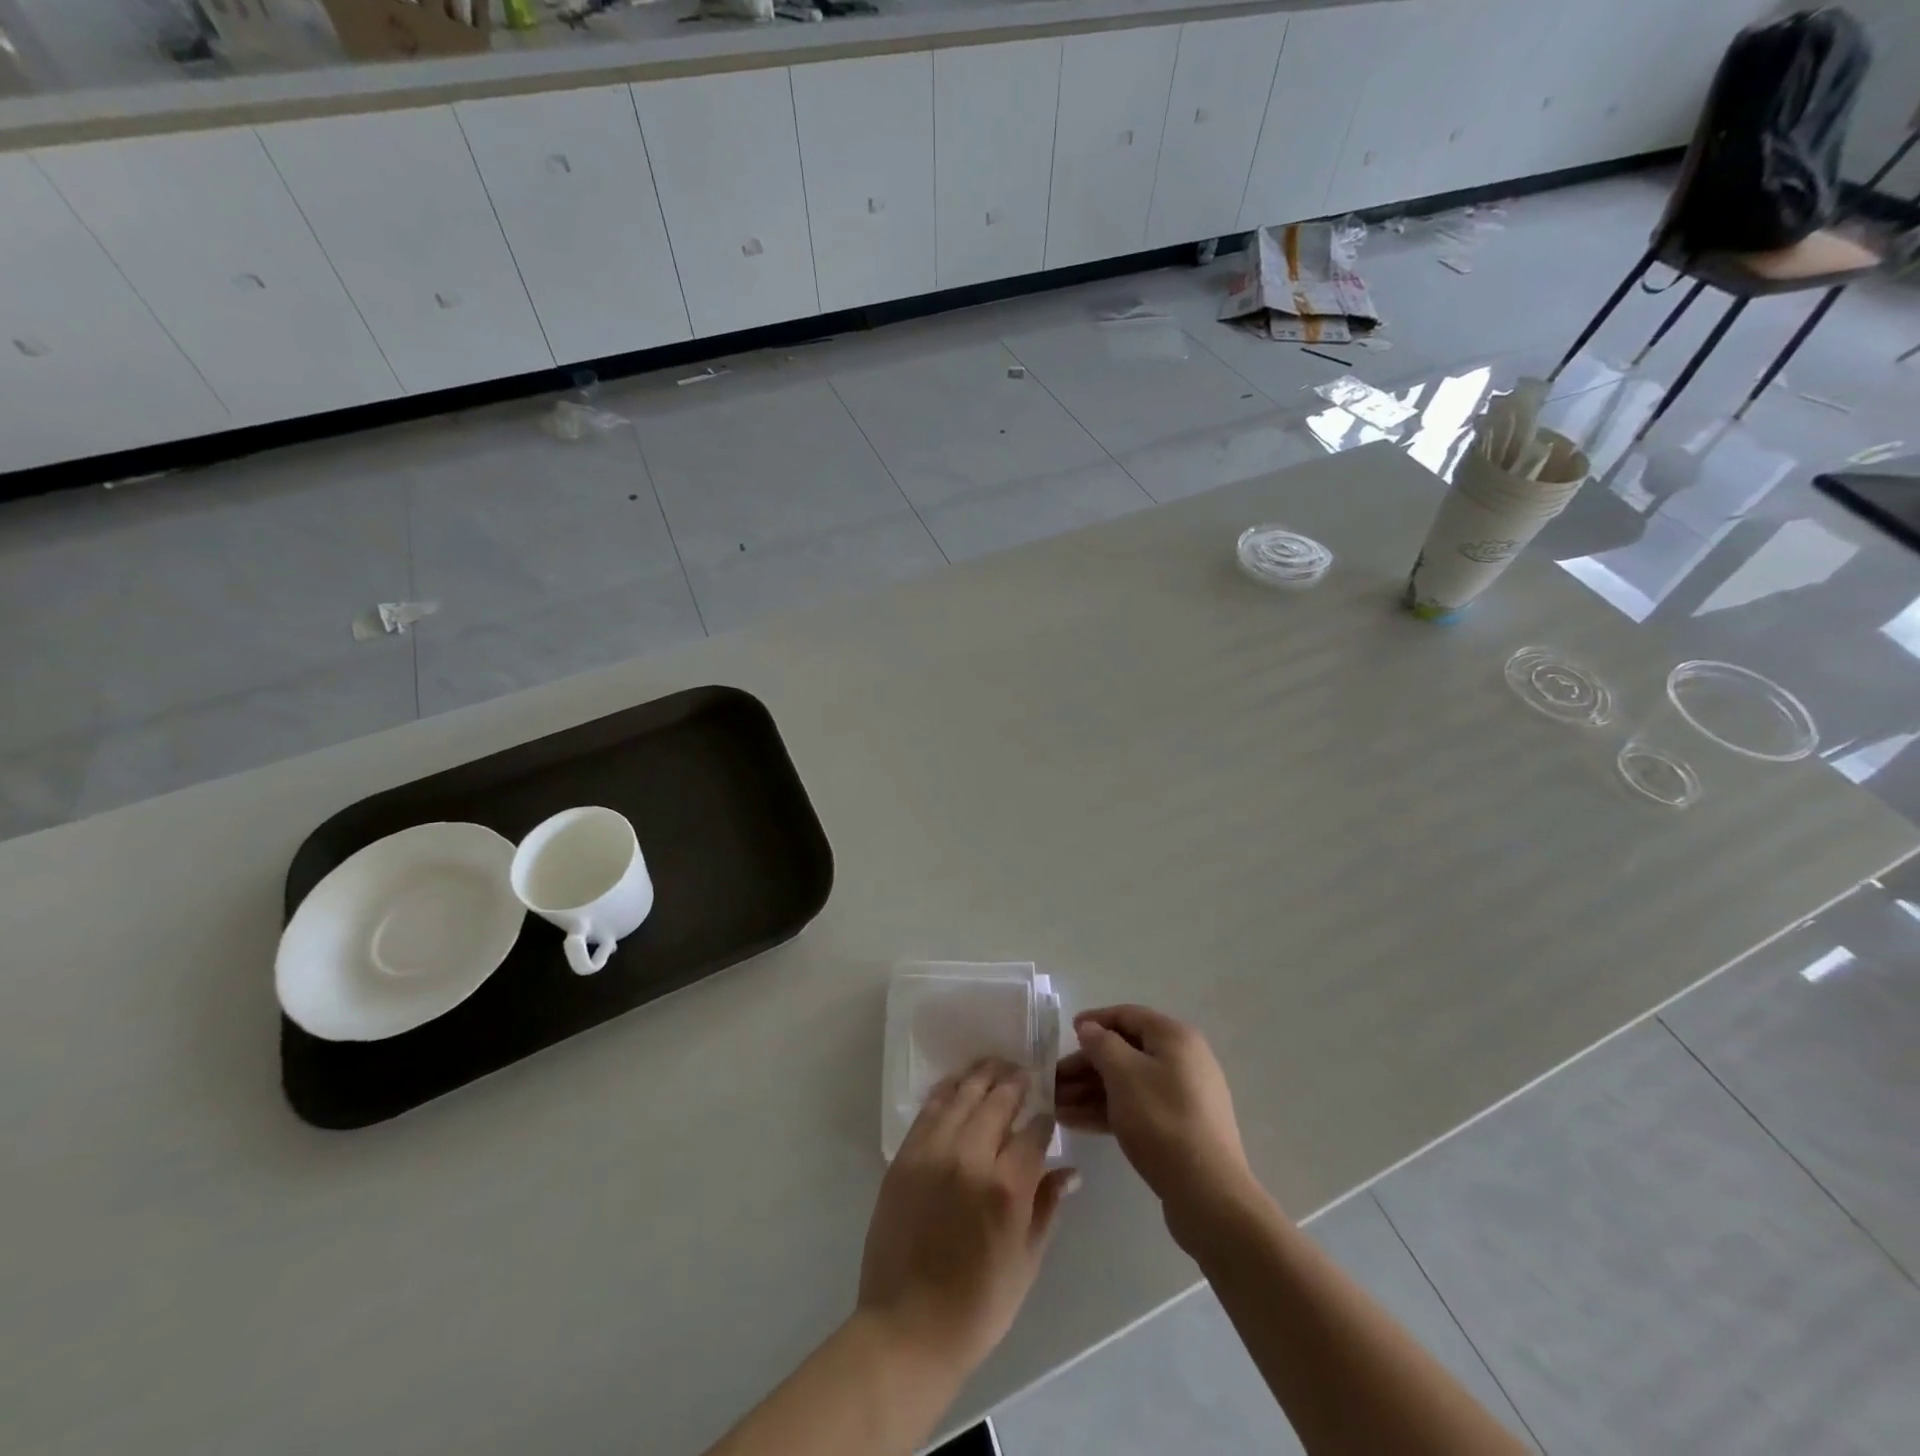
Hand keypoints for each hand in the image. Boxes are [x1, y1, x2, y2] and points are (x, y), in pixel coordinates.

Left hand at [857, 1060, 1078, 1377]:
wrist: (906, 1329)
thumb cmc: (977, 1307)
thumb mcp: (1026, 1263)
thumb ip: (1047, 1207)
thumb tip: (1070, 1172)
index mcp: (1005, 1188)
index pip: (1034, 1131)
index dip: (1045, 1117)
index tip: (1049, 1110)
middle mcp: (969, 1157)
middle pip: (997, 1100)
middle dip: (1015, 1082)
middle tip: (1025, 1072)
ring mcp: (932, 1152)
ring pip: (962, 1094)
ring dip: (982, 1075)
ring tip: (996, 1065)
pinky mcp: (904, 1156)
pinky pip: (930, 1110)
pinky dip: (947, 1091)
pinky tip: (958, 1083)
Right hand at [1055, 1005, 1258, 1244]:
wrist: (1208, 1193)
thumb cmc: (1161, 1120)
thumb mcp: (1124, 1074)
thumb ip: (1101, 1044)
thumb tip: (1089, 1028)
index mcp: (1174, 1037)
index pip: (1128, 1015)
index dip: (1095, 1020)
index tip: (1066, 1032)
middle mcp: (1182, 1060)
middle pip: (1125, 1052)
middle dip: (1085, 1066)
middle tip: (1052, 1082)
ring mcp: (1182, 1095)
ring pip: (1127, 1083)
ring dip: (1089, 1091)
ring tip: (1054, 1106)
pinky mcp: (1178, 1127)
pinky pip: (1136, 1107)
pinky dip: (1106, 1110)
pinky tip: (1074, 1122)